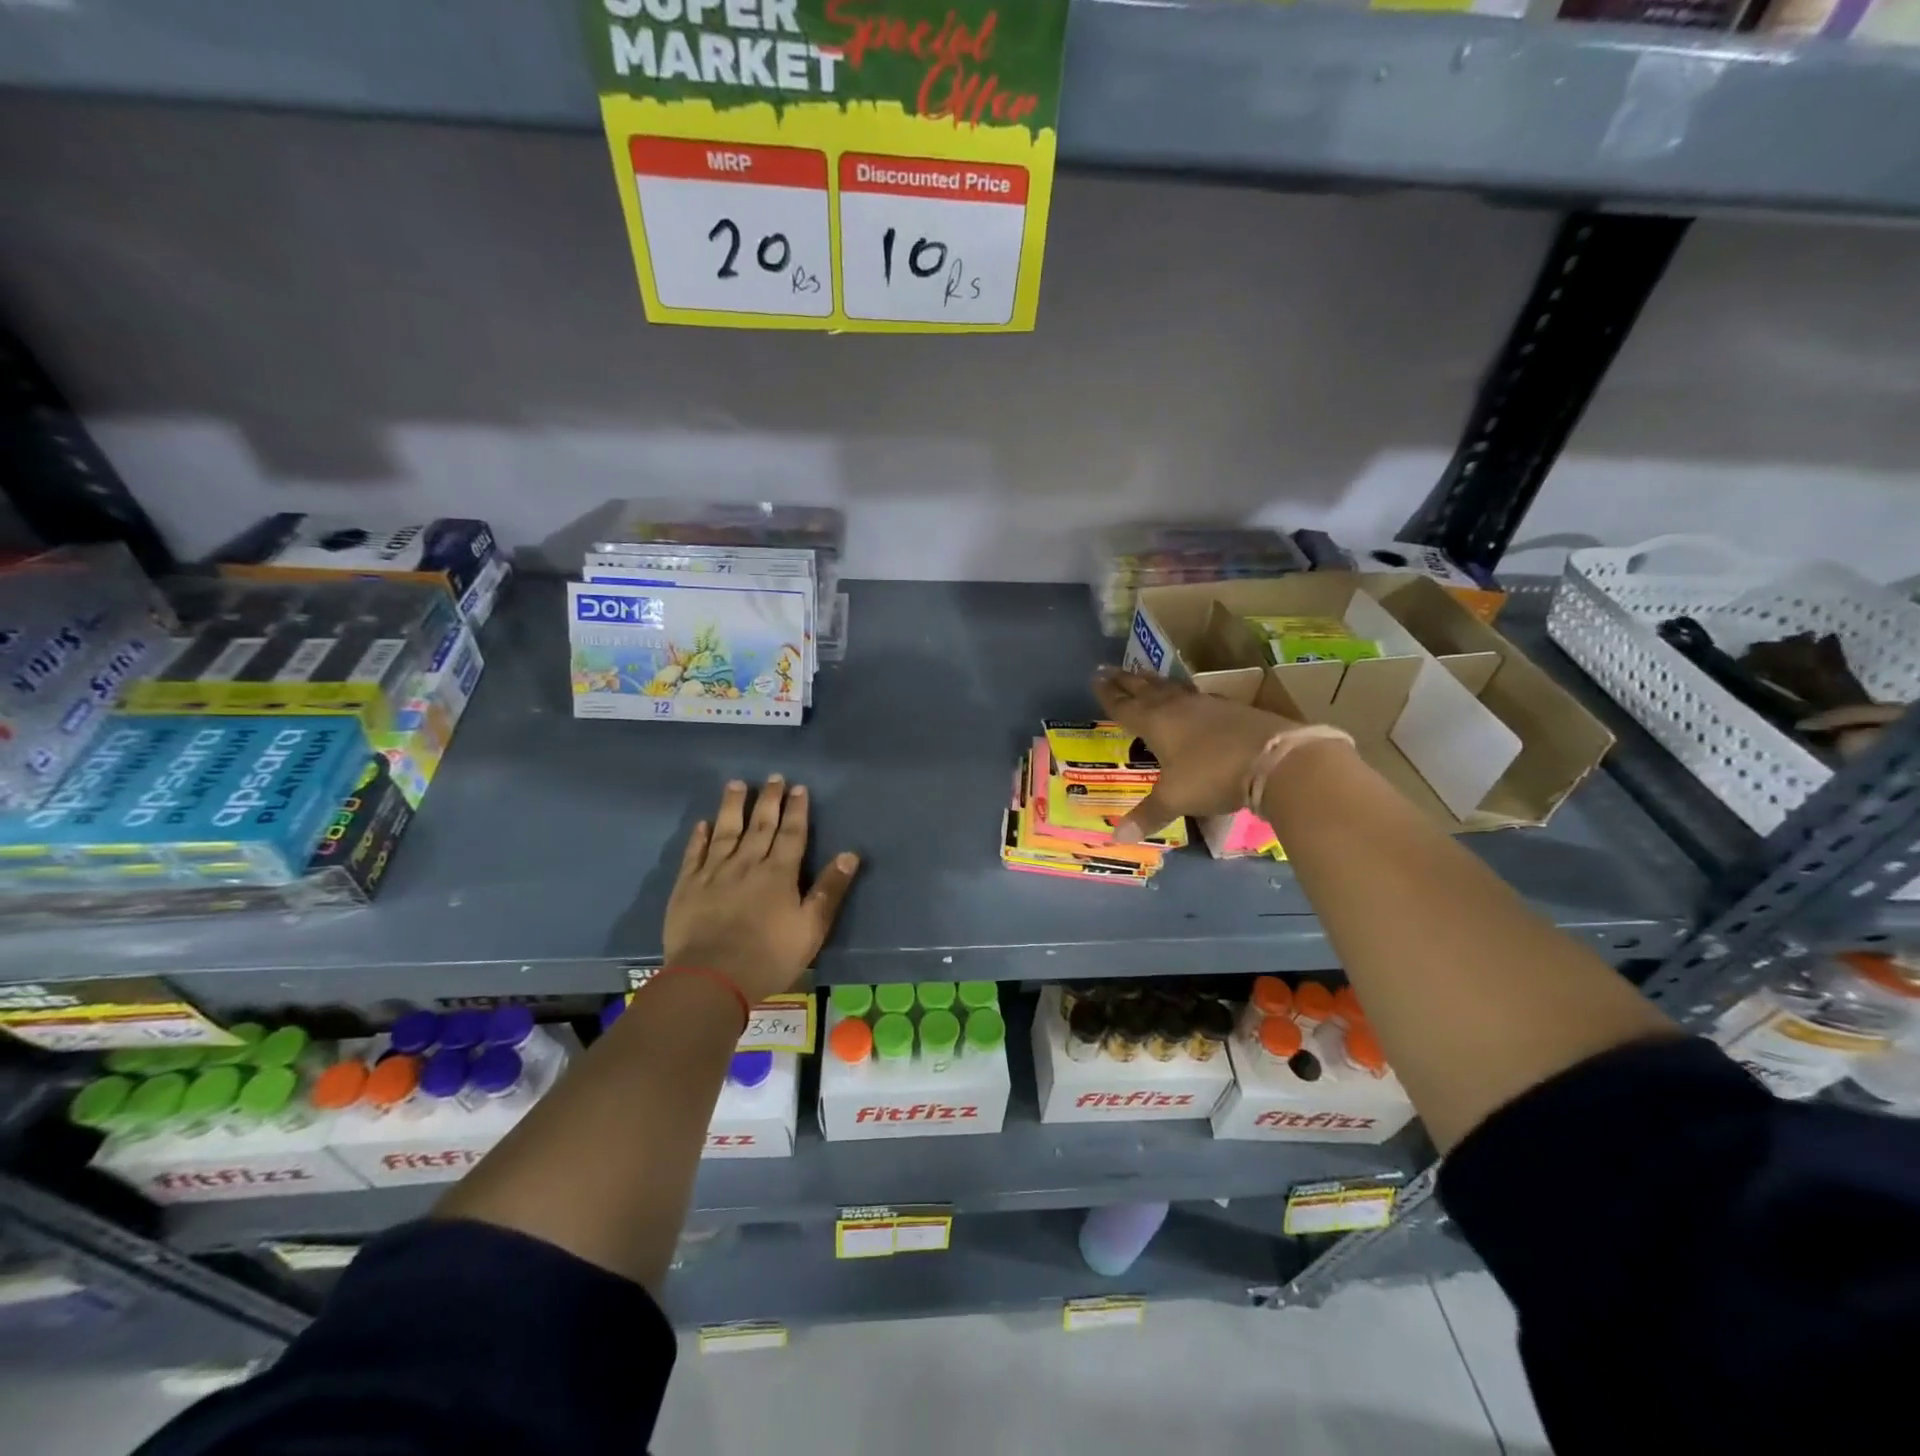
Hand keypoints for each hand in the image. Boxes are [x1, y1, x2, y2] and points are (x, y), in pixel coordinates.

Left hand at [663, 776, 860, 1003]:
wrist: (711, 978)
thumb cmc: (769, 956)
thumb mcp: (811, 928)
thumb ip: (830, 890)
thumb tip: (850, 855)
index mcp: (779, 873)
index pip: (791, 834)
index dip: (796, 810)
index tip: (798, 788)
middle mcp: (747, 864)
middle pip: (760, 826)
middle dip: (768, 800)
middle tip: (773, 778)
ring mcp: (714, 873)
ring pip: (725, 832)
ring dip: (732, 807)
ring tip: (736, 784)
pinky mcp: (687, 887)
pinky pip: (694, 854)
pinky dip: (699, 837)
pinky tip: (702, 824)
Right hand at [1092, 668, 1302, 841]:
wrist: (1275, 759)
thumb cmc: (1212, 775)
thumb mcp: (1175, 798)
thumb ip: (1148, 815)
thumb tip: (1116, 838)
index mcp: (1155, 722)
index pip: (1125, 705)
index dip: (1108, 694)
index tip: (1096, 677)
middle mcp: (1177, 707)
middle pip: (1146, 689)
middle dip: (1126, 681)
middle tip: (1110, 668)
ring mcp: (1207, 706)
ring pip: (1173, 689)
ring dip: (1155, 683)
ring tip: (1144, 676)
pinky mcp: (1233, 709)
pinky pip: (1198, 698)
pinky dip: (1185, 696)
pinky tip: (1190, 699)